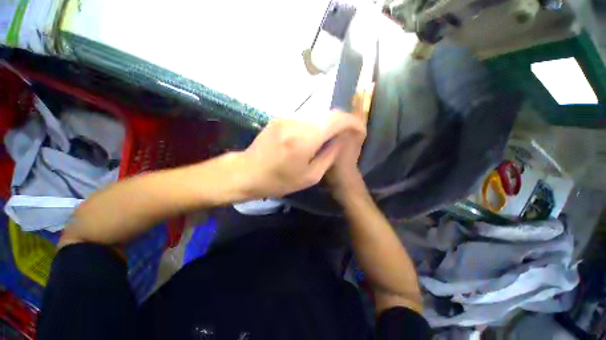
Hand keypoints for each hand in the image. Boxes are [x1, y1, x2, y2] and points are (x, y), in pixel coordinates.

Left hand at [237, 111, 364, 198]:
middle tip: (348, 134)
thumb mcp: (310, 177)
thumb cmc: (279, 181)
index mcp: (305, 139)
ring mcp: (286, 117)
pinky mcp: (280, 118)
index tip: (360, 130)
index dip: (353, 122)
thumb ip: (330, 156)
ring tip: (332, 137)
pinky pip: (305, 117)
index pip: (337, 119)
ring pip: (317, 114)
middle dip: (342, 122)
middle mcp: (297, 121)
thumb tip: (342, 141)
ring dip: (328, 123)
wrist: (247, 172)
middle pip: (328, 113)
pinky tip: (314, 136)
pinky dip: (315, 124)